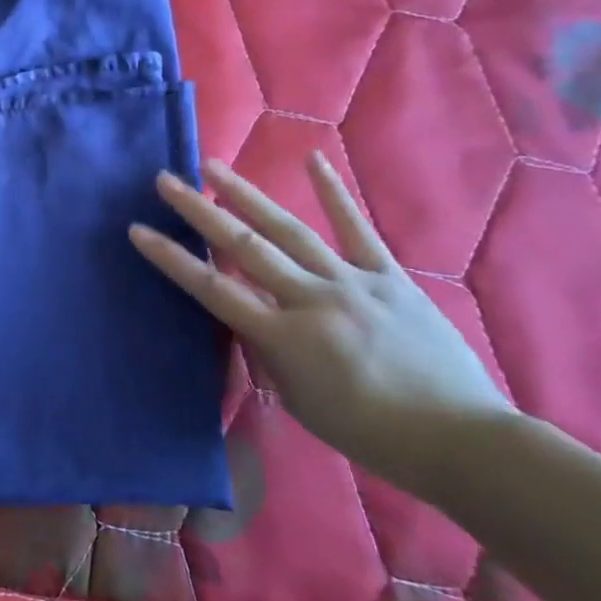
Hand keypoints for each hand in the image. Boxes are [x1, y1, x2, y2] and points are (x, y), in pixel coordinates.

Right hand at [128, 153, 514, 497]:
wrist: (461, 440)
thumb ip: (268, 350)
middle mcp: (312, 300)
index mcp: (286, 337)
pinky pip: (358, 230)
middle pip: (244, 247)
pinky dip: (334, 194)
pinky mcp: (389, 277)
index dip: (172, 259)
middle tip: (166, 180)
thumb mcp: (299, 399)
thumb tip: (247, 313)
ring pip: (289, 230)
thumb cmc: (369, 432)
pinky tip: (312, 159)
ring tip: (213, 166)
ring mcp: (353, 283)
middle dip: (199, 211)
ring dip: (246, 195)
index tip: (138, 231)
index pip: (213, 290)